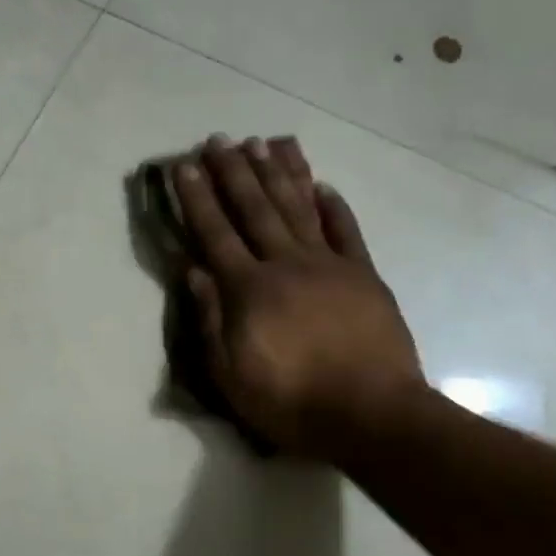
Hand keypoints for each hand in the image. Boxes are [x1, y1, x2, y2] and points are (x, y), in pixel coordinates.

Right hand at [173, 135, 424, 456]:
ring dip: (279, 173)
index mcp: (249, 290)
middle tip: (218, 140)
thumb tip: (194, 271)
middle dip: (233, 172)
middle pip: (255, 209)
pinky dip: (333, 206)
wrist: (372, 416)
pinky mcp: (364, 276)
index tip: (183, 167)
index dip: (197, 198)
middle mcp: (286, 265)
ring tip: (264, 142)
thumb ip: (210, 319)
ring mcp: (329, 266)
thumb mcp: (230, 374)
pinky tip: (321, 185)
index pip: (215, 234)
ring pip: (299, 208)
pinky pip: (346, 232)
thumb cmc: (290, 402)